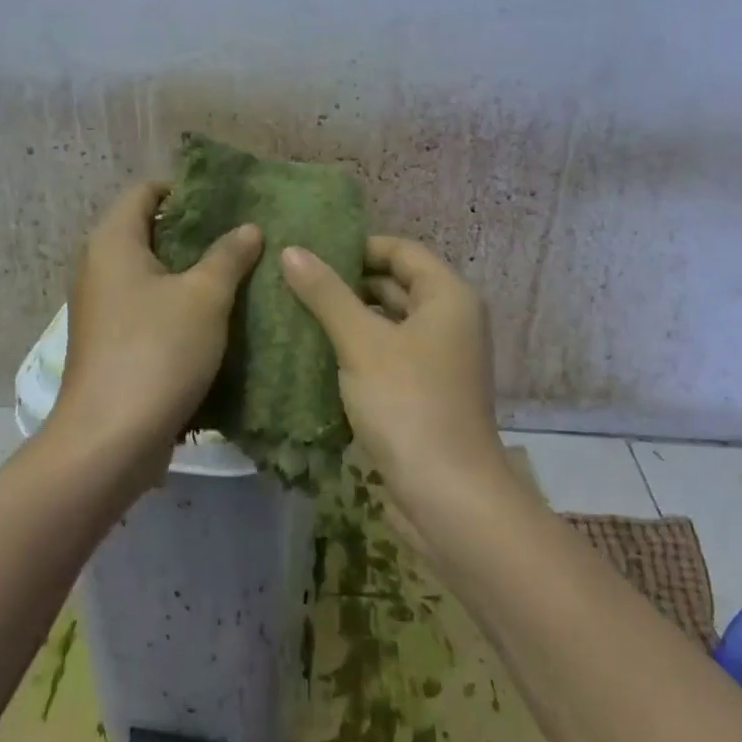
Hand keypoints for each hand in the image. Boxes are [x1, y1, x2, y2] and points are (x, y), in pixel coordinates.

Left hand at [50, 181, 261, 483]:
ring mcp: (102, 309)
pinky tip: (217, 317)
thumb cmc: (157, 351)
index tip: (227, 200)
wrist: (111, 438)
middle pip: (148, 231)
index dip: (184, 188)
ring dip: (190, 272)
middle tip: (243, 236)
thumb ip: (228, 256)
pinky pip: (148, 308)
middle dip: (195, 232)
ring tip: (239, 273)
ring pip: (151, 274)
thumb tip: (247, 228)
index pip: (144, 191)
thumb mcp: (204, 297)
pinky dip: (178, 305)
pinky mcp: (111, 344)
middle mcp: (98, 268)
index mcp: (112, 242)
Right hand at [280, 236, 508, 513]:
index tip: (311, 252)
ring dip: (349, 318)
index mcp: (448, 297)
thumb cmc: (408, 404)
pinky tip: (317, 353)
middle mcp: (450, 321)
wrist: (447, 495)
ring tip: (296, 311)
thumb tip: (291, 251)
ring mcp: (439, 360)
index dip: (358, 246)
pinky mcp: (424, 391)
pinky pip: (388, 355)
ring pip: (389, 323)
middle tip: (294, 280)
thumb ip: (326, 294)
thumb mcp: (362, 343)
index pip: (401, 251)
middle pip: (395, 285)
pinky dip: (358, 350)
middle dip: (347, 283)